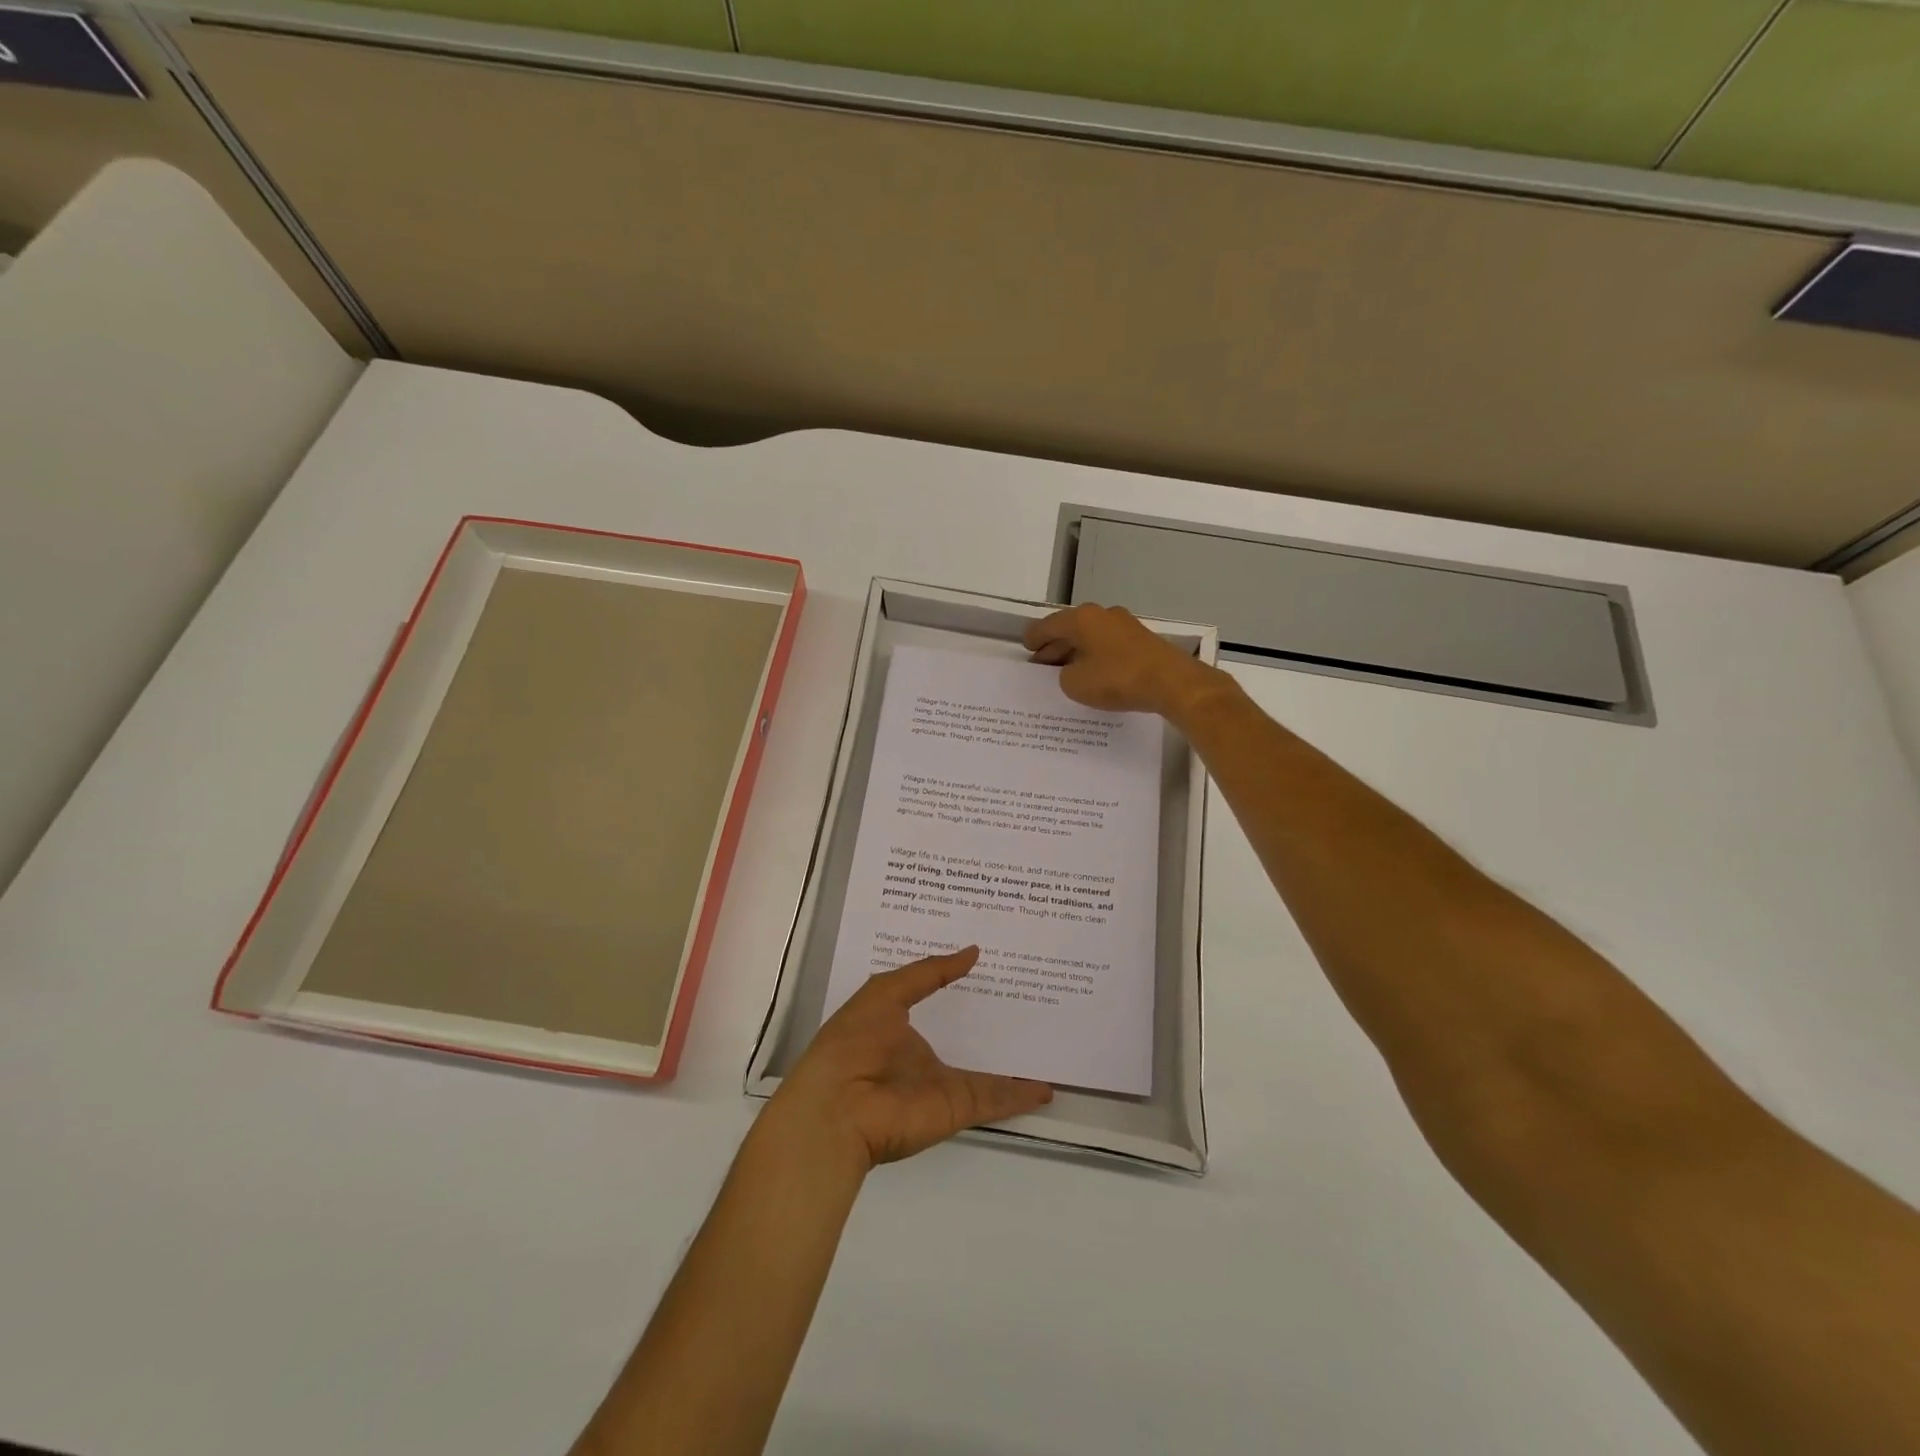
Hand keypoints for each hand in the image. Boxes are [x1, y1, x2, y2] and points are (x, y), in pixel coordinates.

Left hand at [771, 947, 1053, 1171]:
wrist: (838, 1108)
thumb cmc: (854, 1041)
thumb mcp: (887, 992)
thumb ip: (930, 973)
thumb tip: (972, 952)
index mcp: (899, 1025)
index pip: (936, 999)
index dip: (958, 982)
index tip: (990, 961)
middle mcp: (922, 1054)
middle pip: (965, 1036)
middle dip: (992, 1020)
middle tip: (1030, 994)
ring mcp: (942, 1083)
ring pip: (987, 1070)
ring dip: (1014, 1062)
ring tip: (1048, 1040)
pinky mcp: (958, 1107)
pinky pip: (995, 1098)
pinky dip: (1021, 1096)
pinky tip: (1048, 1087)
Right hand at [1024, 603, 1219, 716]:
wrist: (1170, 682)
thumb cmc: (1116, 678)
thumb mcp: (1076, 684)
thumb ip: (1064, 675)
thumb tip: (1071, 670)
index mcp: (1081, 619)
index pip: (1048, 625)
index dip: (1034, 638)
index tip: (1027, 648)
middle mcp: (1102, 614)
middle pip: (1070, 628)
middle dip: (1054, 646)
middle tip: (1042, 663)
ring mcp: (1124, 625)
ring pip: (1090, 636)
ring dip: (1076, 651)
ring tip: (1066, 670)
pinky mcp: (1141, 640)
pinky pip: (1107, 645)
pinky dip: (1095, 656)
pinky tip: (1093, 672)